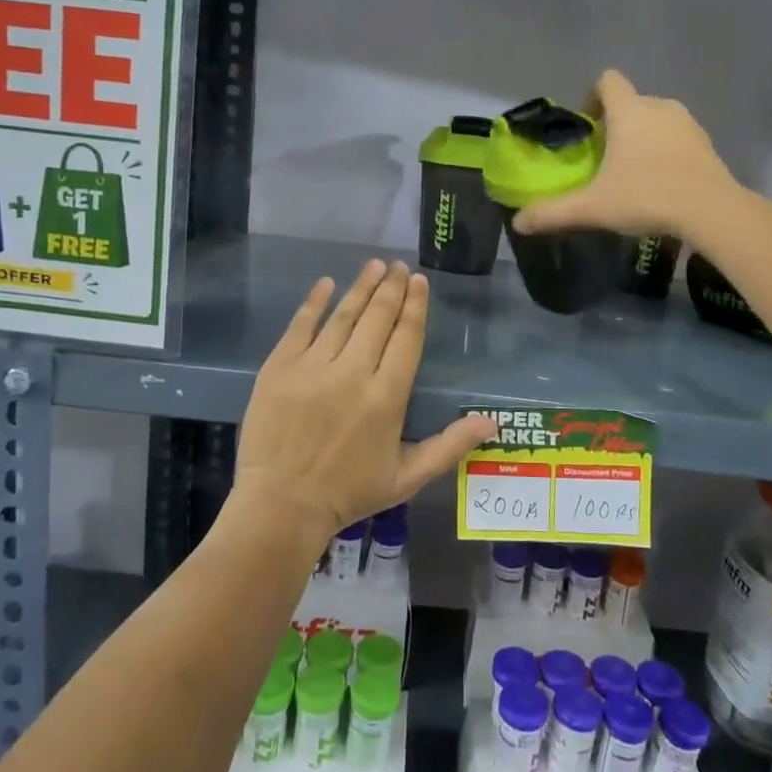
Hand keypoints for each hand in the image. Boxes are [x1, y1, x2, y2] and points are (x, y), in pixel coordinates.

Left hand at [229, 260, 495, 545]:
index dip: (415, 306)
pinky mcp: (279, 368)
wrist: (281, 506)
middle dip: (391, 288)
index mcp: (386, 396)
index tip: (419, 281)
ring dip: (360, 287)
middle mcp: (352, 372)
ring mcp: (312, 367)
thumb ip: (450, 446)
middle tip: (398, 266)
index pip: (406, 338)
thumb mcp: (407, 477)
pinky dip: (314, 302)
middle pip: (377, 318)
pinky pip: (300, 326)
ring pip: (343, 316)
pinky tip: (326, 283)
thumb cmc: (349, 493)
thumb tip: (492, 423)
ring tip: (373, 265)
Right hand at [512, 69, 736, 241]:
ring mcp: (688, 124)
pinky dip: (665, 152)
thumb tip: (518, 223)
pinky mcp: (707, 144)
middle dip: (615, 124)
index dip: (592, 97)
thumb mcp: (593, 208)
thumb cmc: (647, 197)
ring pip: (656, 120)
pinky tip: (660, 183)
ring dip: (642, 137)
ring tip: (632, 172)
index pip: (607, 81)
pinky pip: (677, 138)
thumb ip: (553, 213)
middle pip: (631, 102)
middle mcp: (660, 107)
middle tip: (603, 158)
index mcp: (630, 111)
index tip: (587, 126)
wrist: (712, 212)